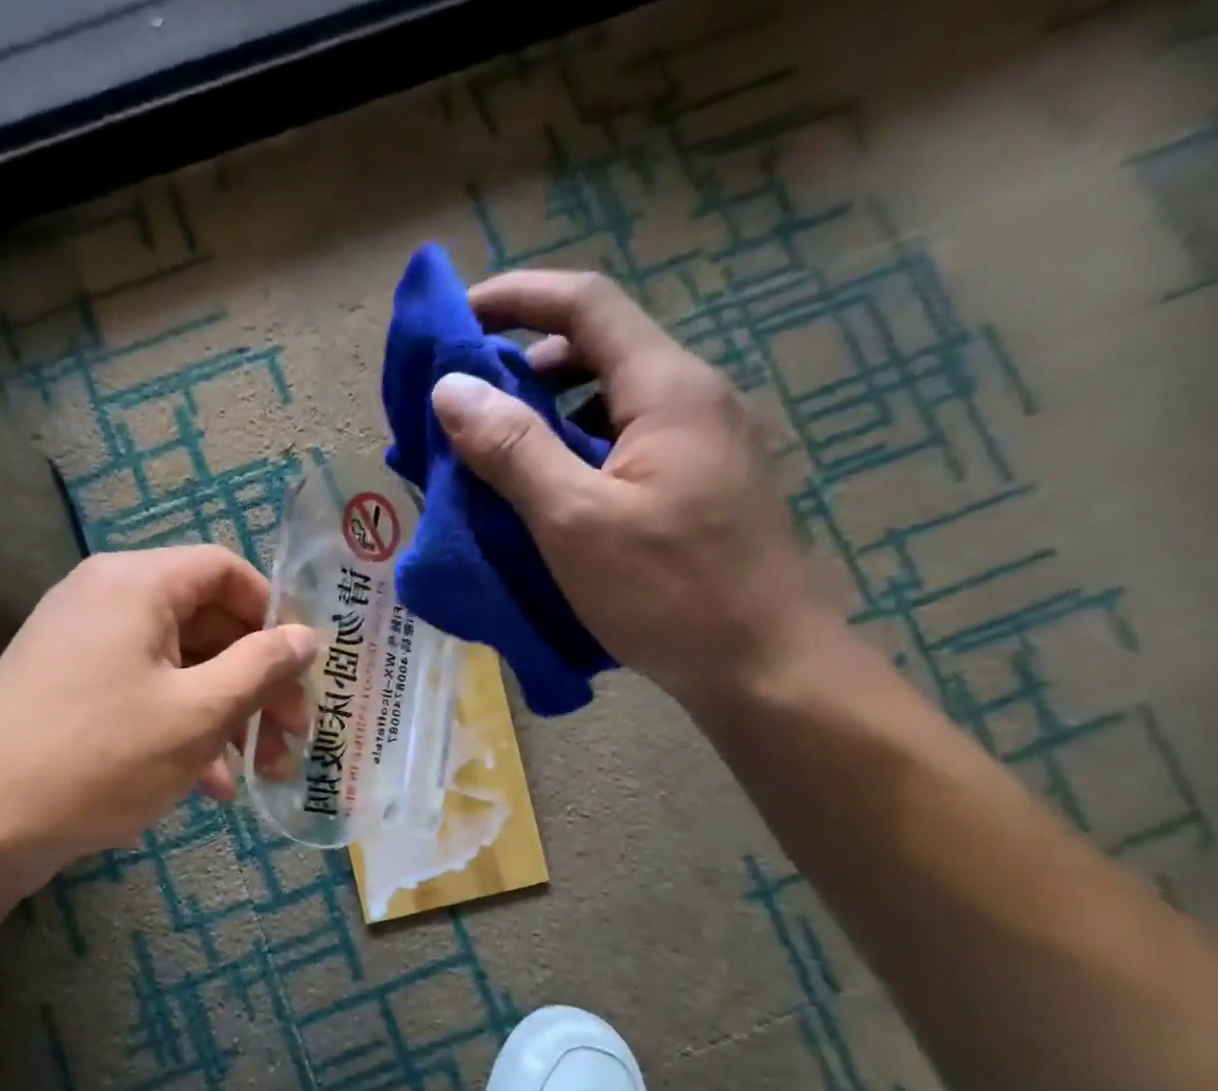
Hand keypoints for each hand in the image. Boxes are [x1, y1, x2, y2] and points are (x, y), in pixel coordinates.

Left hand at [0, 546, 318, 872]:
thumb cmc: (101, 756)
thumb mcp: (199, 713)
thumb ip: (262, 667)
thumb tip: (308, 637)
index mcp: (136, 583)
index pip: (225, 571)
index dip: (274, 615)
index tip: (303, 669)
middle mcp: (107, 599)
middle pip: (207, 623)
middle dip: (256, 682)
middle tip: (292, 736)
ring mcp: (84, 646)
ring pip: (180, 667)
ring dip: (227, 716)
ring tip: (258, 774)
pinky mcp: (71, 690)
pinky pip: (146, 694)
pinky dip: (183, 730)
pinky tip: (209, 787)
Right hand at [430, 270, 843, 710]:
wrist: (766, 665)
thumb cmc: (669, 592)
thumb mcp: (574, 521)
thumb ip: (513, 449)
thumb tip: (451, 387)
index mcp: (667, 388)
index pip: (586, 304)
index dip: (517, 298)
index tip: (458, 320)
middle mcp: (695, 398)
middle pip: (601, 350)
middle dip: (527, 366)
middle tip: (469, 408)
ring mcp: (707, 443)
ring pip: (615, 402)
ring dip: (552, 416)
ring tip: (500, 459)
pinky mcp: (705, 486)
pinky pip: (630, 445)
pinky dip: (581, 453)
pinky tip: (554, 499)